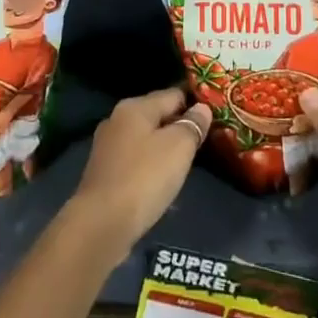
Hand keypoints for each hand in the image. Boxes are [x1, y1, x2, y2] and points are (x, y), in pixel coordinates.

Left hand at [65, 88, 211, 267]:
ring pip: (145, 139)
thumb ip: (192, 125)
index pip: (172, 94)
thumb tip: (202, 108)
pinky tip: (161, 183)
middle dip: (179, 126)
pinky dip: (150, 167)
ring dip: (165, 148)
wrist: (101, 223)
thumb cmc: (144, 177)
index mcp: (134, 107)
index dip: (195, 102)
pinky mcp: (104, 173)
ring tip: (186, 163)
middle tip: (205, 141)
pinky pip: (135, 161)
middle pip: (157, 115)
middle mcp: (117, 120)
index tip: (215, 115)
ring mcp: (107, 147)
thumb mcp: (178, 147)